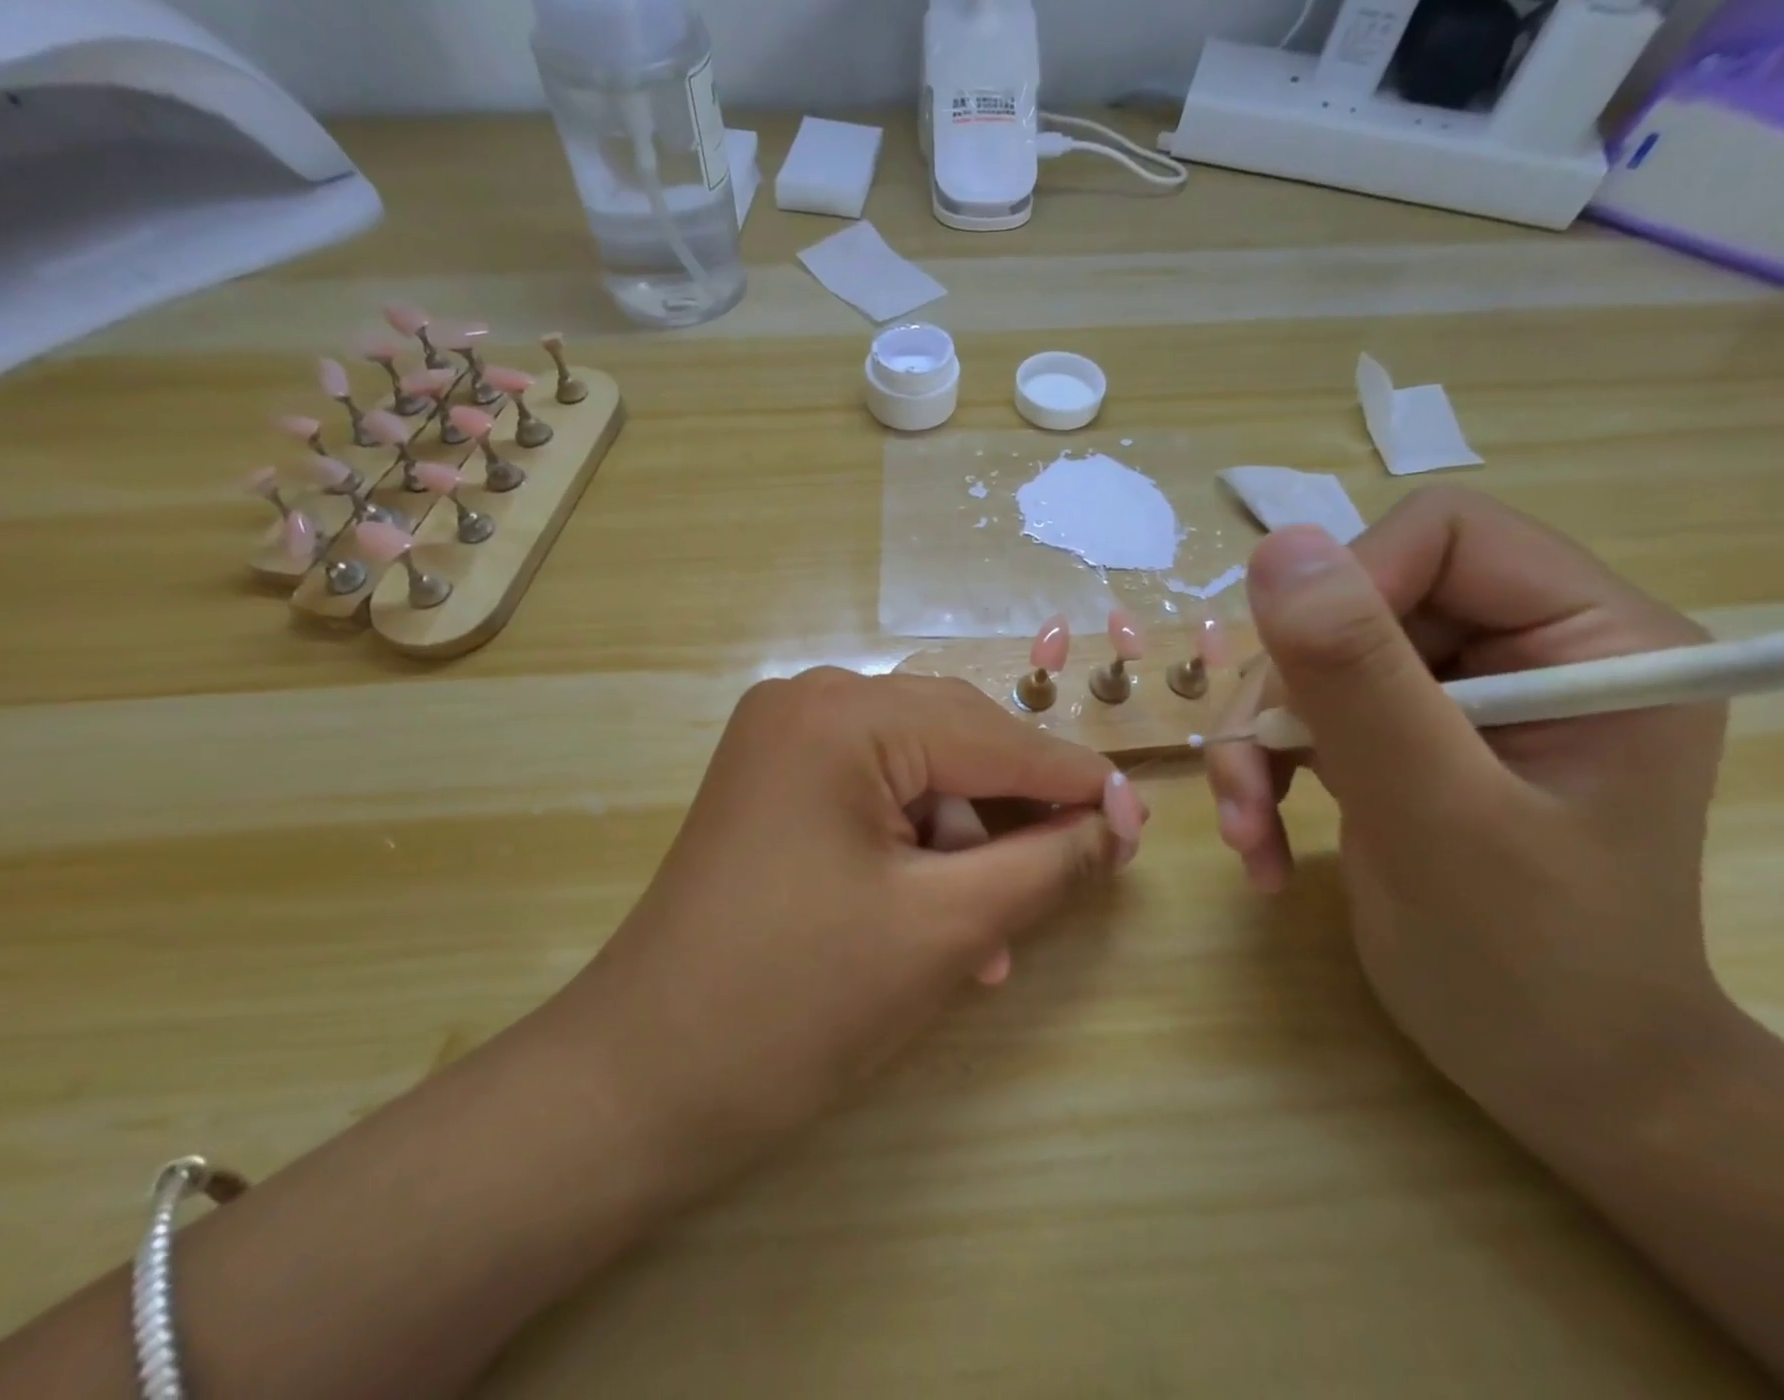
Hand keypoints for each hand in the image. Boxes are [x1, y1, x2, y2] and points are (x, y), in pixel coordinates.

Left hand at [561, 670, 1146, 1176]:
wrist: (641, 1080)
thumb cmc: (798, 1002)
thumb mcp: (945, 928)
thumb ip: (1046, 864)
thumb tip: (1116, 826)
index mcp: (841, 716)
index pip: (991, 736)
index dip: (1073, 781)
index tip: (1141, 821)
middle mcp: (807, 702)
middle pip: (953, 741)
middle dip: (1018, 810)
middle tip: (1086, 865)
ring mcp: (781, 741)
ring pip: (916, 772)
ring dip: (967, 842)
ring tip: (996, 931)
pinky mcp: (772, 785)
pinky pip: (872, 795)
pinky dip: (917, 846)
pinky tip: (944, 915)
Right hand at [1207, 489, 1731, 1126]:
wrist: (1552, 1079)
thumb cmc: (1530, 964)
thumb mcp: (1436, 813)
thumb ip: (1359, 676)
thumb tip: (1278, 545)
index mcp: (1593, 641)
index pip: (1441, 537)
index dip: (1346, 593)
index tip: (1294, 692)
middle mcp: (1524, 653)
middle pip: (1354, 606)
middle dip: (1282, 698)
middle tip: (1249, 790)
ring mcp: (1457, 700)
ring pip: (1309, 666)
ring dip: (1258, 746)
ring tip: (1249, 831)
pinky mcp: (1403, 741)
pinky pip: (1302, 718)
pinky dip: (1265, 775)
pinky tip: (1263, 844)